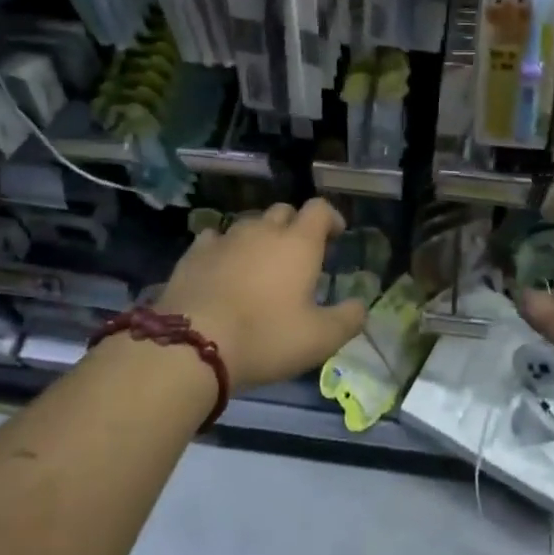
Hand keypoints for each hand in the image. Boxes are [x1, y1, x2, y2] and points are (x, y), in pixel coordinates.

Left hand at [156, 199, 365, 391]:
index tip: (336, 235)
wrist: (192, 345)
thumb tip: (361, 306)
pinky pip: (215, 238)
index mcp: (298, 243)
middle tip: (298, 254)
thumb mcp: (319, 339)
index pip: (320, 209)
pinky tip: (222, 267)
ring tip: (260, 264)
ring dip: (260, 237)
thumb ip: (348, 319)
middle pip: (283, 211)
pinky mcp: (194, 254)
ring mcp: (226, 238)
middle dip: (295, 226)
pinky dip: (224, 247)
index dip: (331, 218)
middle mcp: (263, 230)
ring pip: (249, 224)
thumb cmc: (265, 337)